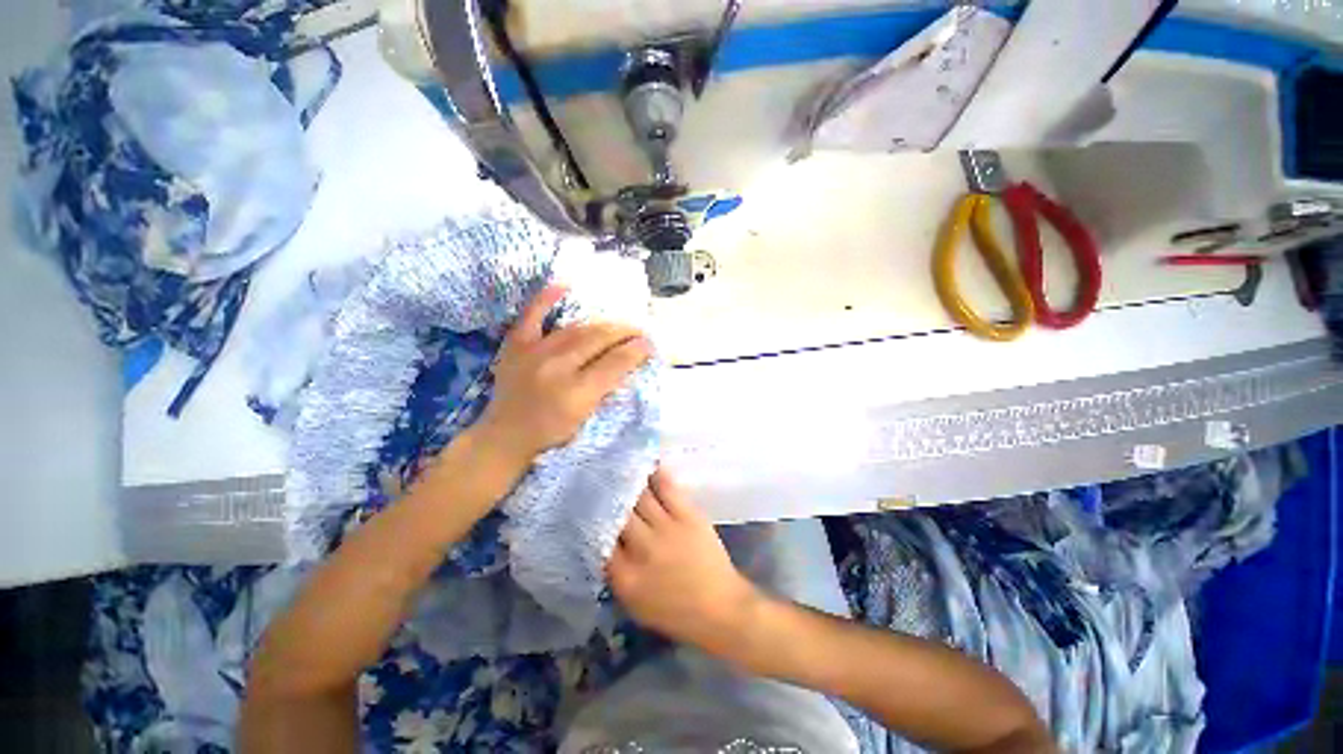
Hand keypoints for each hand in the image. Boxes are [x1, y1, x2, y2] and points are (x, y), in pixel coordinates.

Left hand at [475, 284, 651, 465]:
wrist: (505, 435)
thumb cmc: (552, 433)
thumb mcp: (587, 417)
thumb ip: (608, 388)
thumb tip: (629, 361)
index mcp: (577, 392)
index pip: (615, 363)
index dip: (637, 351)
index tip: (650, 345)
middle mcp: (557, 367)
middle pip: (599, 340)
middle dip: (625, 333)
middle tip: (640, 331)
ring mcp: (534, 352)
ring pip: (576, 328)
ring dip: (602, 323)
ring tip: (618, 324)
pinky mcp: (516, 345)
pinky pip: (532, 315)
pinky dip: (546, 298)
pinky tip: (564, 285)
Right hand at [607, 469, 759, 656]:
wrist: (720, 607)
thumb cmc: (674, 612)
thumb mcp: (634, 603)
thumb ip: (614, 573)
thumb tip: (599, 541)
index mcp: (626, 576)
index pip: (599, 539)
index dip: (590, 519)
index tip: (584, 505)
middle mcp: (643, 548)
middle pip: (617, 513)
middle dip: (605, 496)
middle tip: (596, 478)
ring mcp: (667, 528)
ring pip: (639, 497)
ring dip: (627, 482)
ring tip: (616, 466)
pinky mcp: (688, 515)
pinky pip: (667, 488)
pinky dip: (655, 474)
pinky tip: (646, 463)